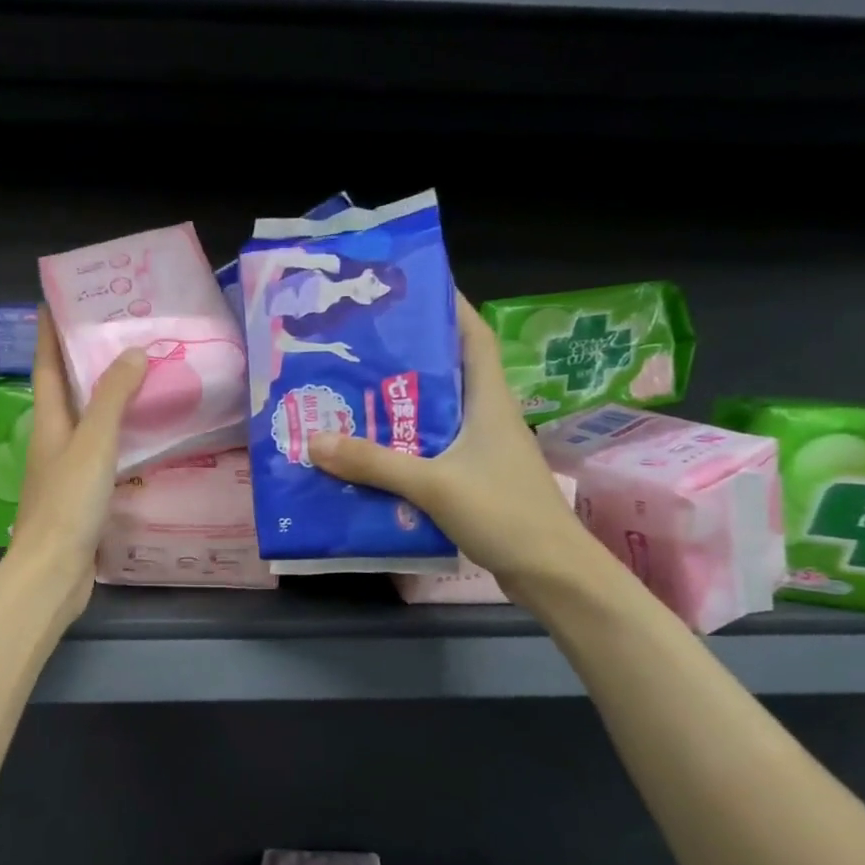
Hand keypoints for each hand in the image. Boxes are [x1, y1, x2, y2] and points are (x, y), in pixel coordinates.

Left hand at [5, 309, 148, 626]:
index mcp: (49, 423)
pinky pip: (103, 453)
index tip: (58, 298)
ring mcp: (66, 470)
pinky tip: (144, 437)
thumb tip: (133, 353)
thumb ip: (112, 400)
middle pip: (67, 391)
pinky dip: (120, 437)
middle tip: (121, 333)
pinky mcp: (82, 496)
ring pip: (87, 423)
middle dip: (86, 360)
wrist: (53, 572)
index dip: (50, 332)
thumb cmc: (68, 503)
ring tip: (142, 376)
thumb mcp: (92, 444)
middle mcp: (53, 441)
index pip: (47, 365)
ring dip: (107, 398)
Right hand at [308, 297, 597, 593]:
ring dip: (399, 406)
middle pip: (446, 373)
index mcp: (488, 401)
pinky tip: (368, 454)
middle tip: (357, 347)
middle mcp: (486, 418)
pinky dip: (402, 447)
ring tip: (351, 395)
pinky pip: (430, 451)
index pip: (473, 338)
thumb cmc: (504, 513)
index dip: (450, 307)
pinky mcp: (473, 480)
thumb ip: (375, 463)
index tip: (412, 290)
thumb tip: (314, 441)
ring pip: (435, 415)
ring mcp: (481, 451)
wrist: (551, 574)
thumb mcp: (434, 484)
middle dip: (406, 357)